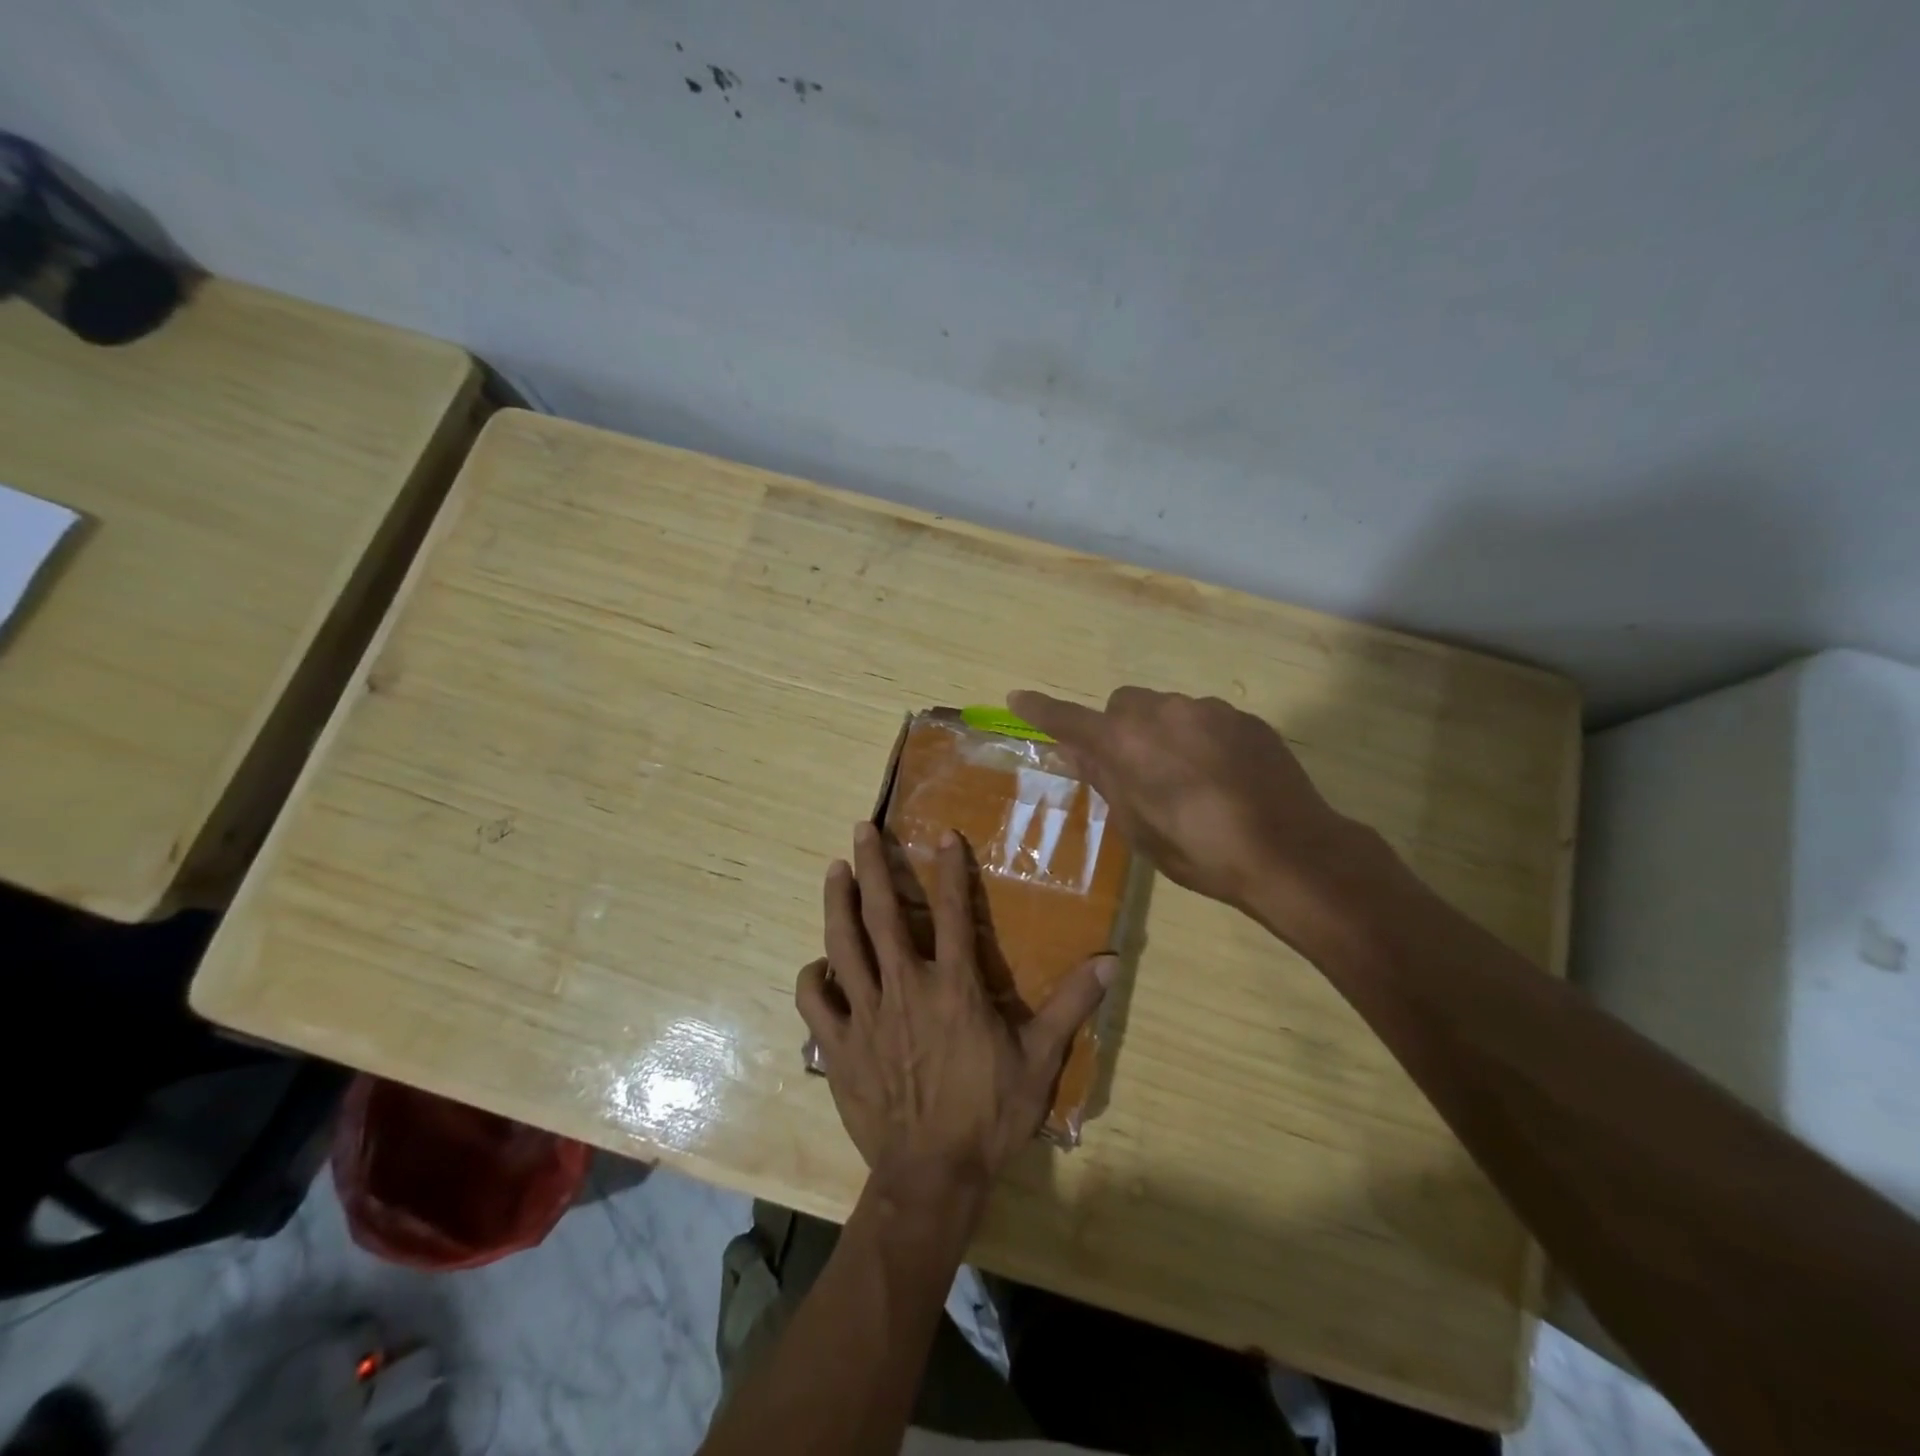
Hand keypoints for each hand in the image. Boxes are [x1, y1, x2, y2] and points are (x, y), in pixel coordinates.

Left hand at [797, 823, 1113, 1193]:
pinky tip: (818, 964)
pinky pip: (815, 1002)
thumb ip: (1070, 1006)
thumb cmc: (989, 1115)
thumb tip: (1110, 961)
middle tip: (861, 830)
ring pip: (843, 945)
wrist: (932, 1177)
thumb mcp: (1039, 1061)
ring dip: (837, 903)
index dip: (949, 869)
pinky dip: (812, 977)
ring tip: (834, 871)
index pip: (951, 912)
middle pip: (882, 914)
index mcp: (953, 987)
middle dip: (872, 866)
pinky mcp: (838, 1046)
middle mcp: (905, 987)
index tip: (943, 835)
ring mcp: (866, 1015)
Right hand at [1008, 686, 1366, 923]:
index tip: (1018, 696)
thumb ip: (1104, 780)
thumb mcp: (1138, 828)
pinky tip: (1222, 776)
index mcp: (1127, 744)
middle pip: (1123, 705)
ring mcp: (1209, 710)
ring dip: (1161, 733)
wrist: (1290, 851)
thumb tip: (1072, 750)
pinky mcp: (1244, 718)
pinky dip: (1199, 738)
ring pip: (1167, 710)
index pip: (1071, 719)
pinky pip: (1205, 718)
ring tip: (1188, 780)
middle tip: (1133, 770)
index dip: (1042, 709)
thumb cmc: (1200, 851)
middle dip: (1118, 729)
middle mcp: (1163, 712)